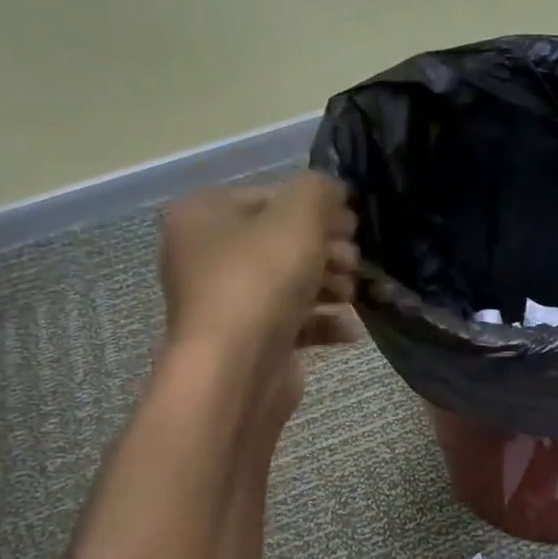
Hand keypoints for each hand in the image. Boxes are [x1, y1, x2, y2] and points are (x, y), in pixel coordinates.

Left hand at [158, 175, 359, 421]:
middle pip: (282, 241)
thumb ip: (319, 190)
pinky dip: (323, 323)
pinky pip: (292, 322)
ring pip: (290, 283)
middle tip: (354, 261)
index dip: (317, 206)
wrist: (237, 368)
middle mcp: (207, 255)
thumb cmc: (261, 279)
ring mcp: (227, 302)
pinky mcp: (249, 341)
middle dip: (328, 250)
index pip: (270, 196)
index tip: (352, 224)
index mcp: (204, 215)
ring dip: (331, 286)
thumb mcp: (297, 216)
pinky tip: (349, 329)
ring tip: (352, 295)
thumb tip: (333, 190)